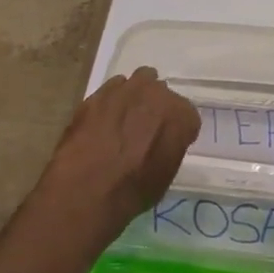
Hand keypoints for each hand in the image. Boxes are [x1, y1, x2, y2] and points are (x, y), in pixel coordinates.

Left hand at [40, 67, 200, 227]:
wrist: (87, 189)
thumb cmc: (134, 190)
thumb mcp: (166, 174)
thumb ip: (169, 147)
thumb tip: (160, 144)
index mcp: (182, 115)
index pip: (186, 116)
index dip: (176, 130)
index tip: (166, 144)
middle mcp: (158, 93)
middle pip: (161, 93)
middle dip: (155, 107)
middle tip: (144, 129)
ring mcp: (126, 89)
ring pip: (137, 82)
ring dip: (134, 97)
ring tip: (122, 120)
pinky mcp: (97, 93)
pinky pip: (111, 90)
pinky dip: (110, 102)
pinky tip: (101, 122)